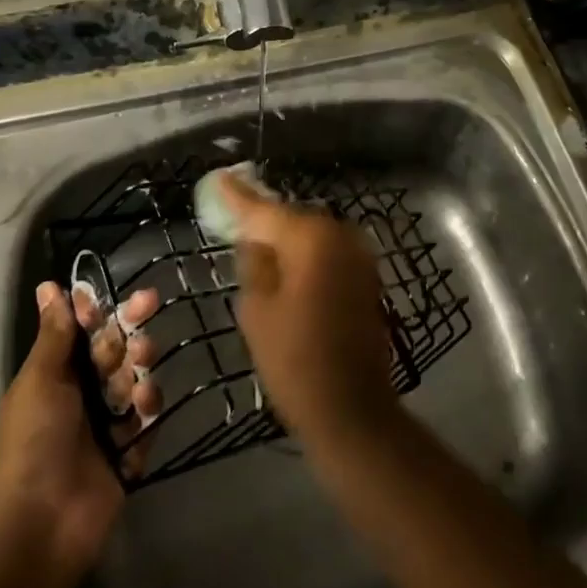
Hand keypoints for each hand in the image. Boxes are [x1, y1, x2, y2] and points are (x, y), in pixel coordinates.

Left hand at [0, 280, 160, 578]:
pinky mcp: (127, 453)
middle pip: (114, 351)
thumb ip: (54, 334)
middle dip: (129, 331)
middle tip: (148, 308)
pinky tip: (141, 413)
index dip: (96, 311)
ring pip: (135, 381)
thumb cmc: (32, 442)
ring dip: (139, 371)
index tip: (112, 296)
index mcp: (54, 375)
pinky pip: (146, 421)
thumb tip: (49, 286)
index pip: (82, 332)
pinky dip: (146, 414)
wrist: (40, 525)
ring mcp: (105, 425)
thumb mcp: (39, 380)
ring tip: (137, 380)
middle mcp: (81, 395)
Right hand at [221, 172, 399, 445]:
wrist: (352, 409)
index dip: (237, 196)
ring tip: (257, 249)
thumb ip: (254, 263)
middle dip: (265, 221)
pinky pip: (328, 254)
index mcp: (311, 238)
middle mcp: (341, 235)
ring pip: (312, 237)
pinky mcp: (367, 277)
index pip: (264, 209)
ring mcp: (359, 256)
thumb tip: (255, 239)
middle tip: (234, 222)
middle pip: (292, 219)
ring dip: (287, 240)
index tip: (219, 178)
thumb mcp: (257, 310)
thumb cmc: (295, 360)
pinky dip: (307, 257)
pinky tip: (288, 271)